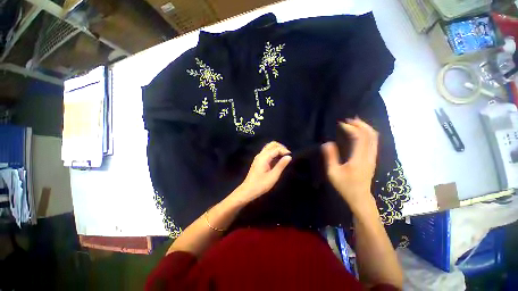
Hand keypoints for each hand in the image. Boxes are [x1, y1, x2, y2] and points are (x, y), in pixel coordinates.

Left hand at [231, 141, 291, 204]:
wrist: (248, 190)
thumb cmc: (261, 184)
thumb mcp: (273, 176)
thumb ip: (281, 165)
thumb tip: (289, 156)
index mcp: (263, 157)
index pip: (276, 148)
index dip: (284, 150)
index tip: (290, 156)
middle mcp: (260, 154)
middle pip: (271, 144)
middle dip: (280, 147)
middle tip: (287, 154)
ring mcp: (258, 157)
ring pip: (269, 147)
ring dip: (277, 149)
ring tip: (284, 156)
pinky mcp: (258, 160)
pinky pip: (267, 152)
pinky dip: (273, 152)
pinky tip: (277, 159)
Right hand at [322, 118, 378, 210]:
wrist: (360, 198)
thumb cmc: (345, 186)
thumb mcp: (333, 173)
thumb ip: (330, 157)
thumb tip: (327, 142)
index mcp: (359, 159)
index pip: (360, 137)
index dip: (351, 128)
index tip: (341, 124)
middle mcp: (369, 156)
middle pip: (371, 134)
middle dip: (361, 124)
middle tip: (349, 119)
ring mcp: (373, 157)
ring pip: (374, 137)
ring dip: (365, 128)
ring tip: (354, 123)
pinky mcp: (372, 159)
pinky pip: (373, 142)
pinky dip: (367, 134)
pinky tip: (359, 133)